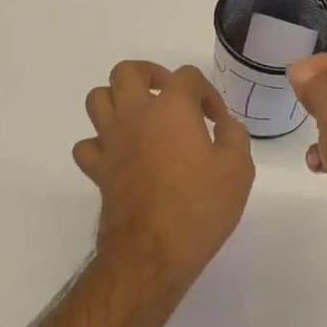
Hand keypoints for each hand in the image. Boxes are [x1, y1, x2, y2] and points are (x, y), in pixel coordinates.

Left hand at [74, 61, 253, 294]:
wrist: (152, 253)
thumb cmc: (199, 207)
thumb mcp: (238, 169)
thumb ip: (234, 136)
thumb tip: (224, 125)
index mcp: (171, 108)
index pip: (186, 76)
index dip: (206, 92)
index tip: (217, 120)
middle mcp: (135, 114)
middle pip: (127, 72)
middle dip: (150, 75)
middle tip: (170, 97)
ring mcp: (110, 141)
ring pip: (98, 98)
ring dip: (118, 101)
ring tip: (141, 118)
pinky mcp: (97, 169)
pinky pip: (88, 144)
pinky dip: (100, 143)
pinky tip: (120, 155)